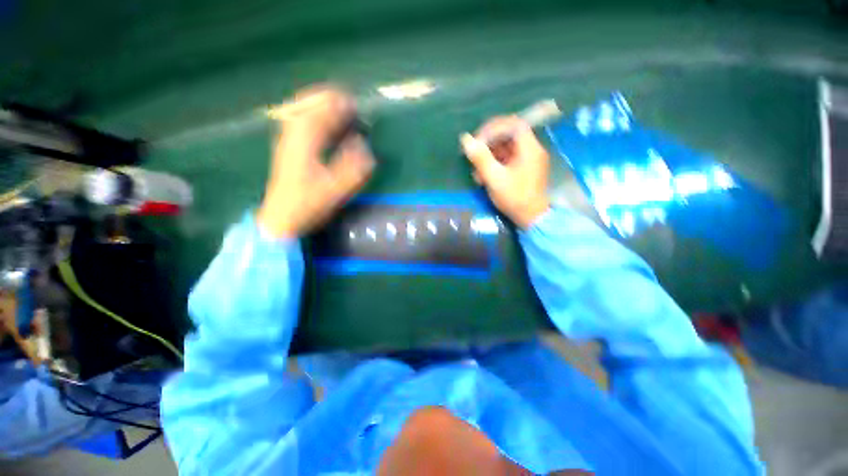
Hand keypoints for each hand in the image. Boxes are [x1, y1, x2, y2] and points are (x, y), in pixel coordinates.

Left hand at [257, 86, 374, 237]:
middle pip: (307, 104)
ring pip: (302, 112)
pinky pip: (300, 123)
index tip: (356, 104)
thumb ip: (352, 169)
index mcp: (304, 143)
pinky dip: (314, 117)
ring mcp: (288, 141)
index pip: (321, 112)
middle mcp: (293, 136)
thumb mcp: (334, 190)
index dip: (339, 105)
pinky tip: (325, 125)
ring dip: (320, 106)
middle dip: (328, 99)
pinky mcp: (288, 149)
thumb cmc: (308, 204)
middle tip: (349, 104)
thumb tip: (364, 147)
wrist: (281, 218)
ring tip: (339, 109)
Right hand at [460, 116, 549, 228]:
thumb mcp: (495, 178)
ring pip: (507, 148)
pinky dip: (495, 163)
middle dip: (489, 143)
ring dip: (490, 155)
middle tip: (474, 153)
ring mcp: (529, 159)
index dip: (494, 127)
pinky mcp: (525, 169)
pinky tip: (484, 175)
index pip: (513, 124)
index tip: (478, 139)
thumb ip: (480, 158)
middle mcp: (532, 149)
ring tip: (477, 169)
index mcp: (529, 148)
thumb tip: (466, 139)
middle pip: (509, 135)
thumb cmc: (514, 197)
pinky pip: (508, 158)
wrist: (531, 218)